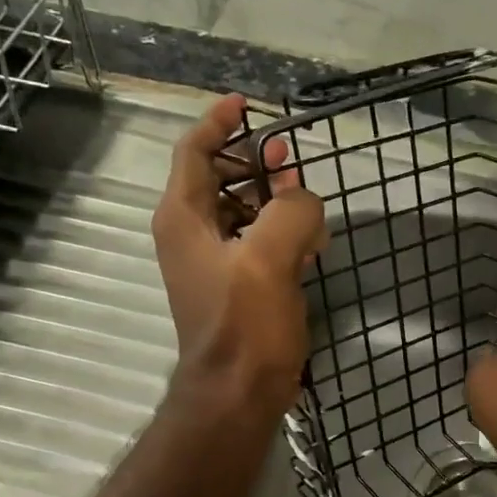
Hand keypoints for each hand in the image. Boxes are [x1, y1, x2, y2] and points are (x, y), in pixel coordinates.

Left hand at [152, 95, 326, 413]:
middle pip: (220, 178)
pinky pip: (257, 243)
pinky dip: (281, 234)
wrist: (238, 392)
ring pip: (242, 211)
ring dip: (274, 199)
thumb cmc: (245, 323)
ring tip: (307, 200)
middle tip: (291, 158)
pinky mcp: (238, 286)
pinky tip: (311, 243)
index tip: (247, 103)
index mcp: (184, 217)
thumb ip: (292, 212)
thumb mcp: (269, 258)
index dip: (219, 122)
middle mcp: (192, 234)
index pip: (195, 151)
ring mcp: (214, 262)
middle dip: (256, 163)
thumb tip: (305, 201)